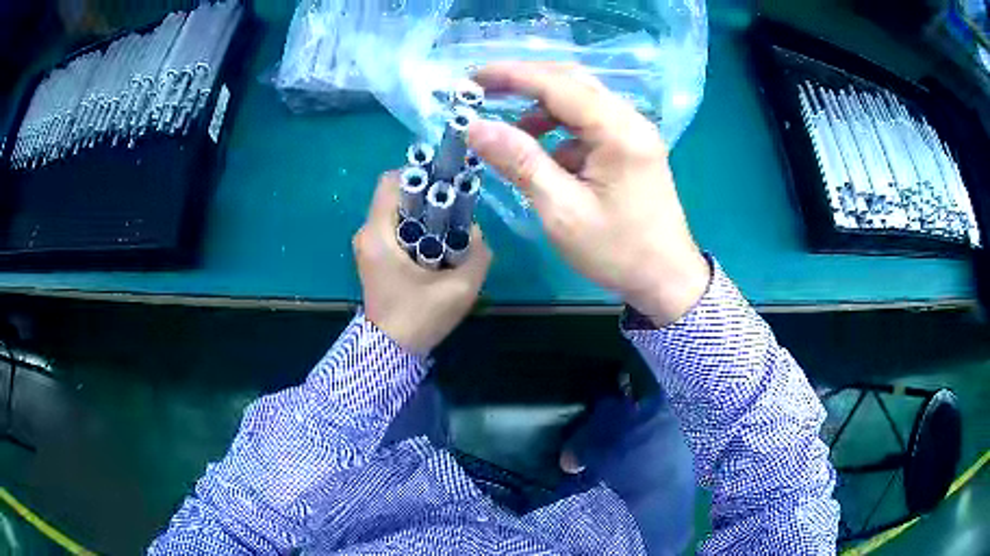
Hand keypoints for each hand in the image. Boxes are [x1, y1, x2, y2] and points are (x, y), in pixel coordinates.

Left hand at [353, 172, 491, 353]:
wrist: (389, 353)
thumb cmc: (419, 318)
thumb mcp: (460, 289)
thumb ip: (477, 253)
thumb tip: (476, 229)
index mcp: (378, 234)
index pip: (392, 181)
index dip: (422, 175)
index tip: (448, 185)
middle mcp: (366, 233)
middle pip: (395, 194)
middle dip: (426, 195)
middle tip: (455, 208)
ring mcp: (367, 244)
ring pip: (397, 210)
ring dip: (422, 212)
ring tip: (449, 227)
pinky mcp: (373, 256)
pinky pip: (394, 227)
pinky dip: (415, 227)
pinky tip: (436, 244)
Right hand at [468, 62, 709, 325]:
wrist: (666, 280)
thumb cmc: (617, 251)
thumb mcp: (562, 211)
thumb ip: (520, 162)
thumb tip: (475, 127)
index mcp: (618, 131)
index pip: (558, 84)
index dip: (512, 75)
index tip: (472, 76)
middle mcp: (630, 120)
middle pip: (572, 82)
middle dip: (525, 82)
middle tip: (484, 91)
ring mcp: (634, 133)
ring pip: (580, 101)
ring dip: (542, 109)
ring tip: (512, 134)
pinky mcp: (631, 147)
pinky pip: (590, 123)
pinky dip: (560, 130)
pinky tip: (546, 156)